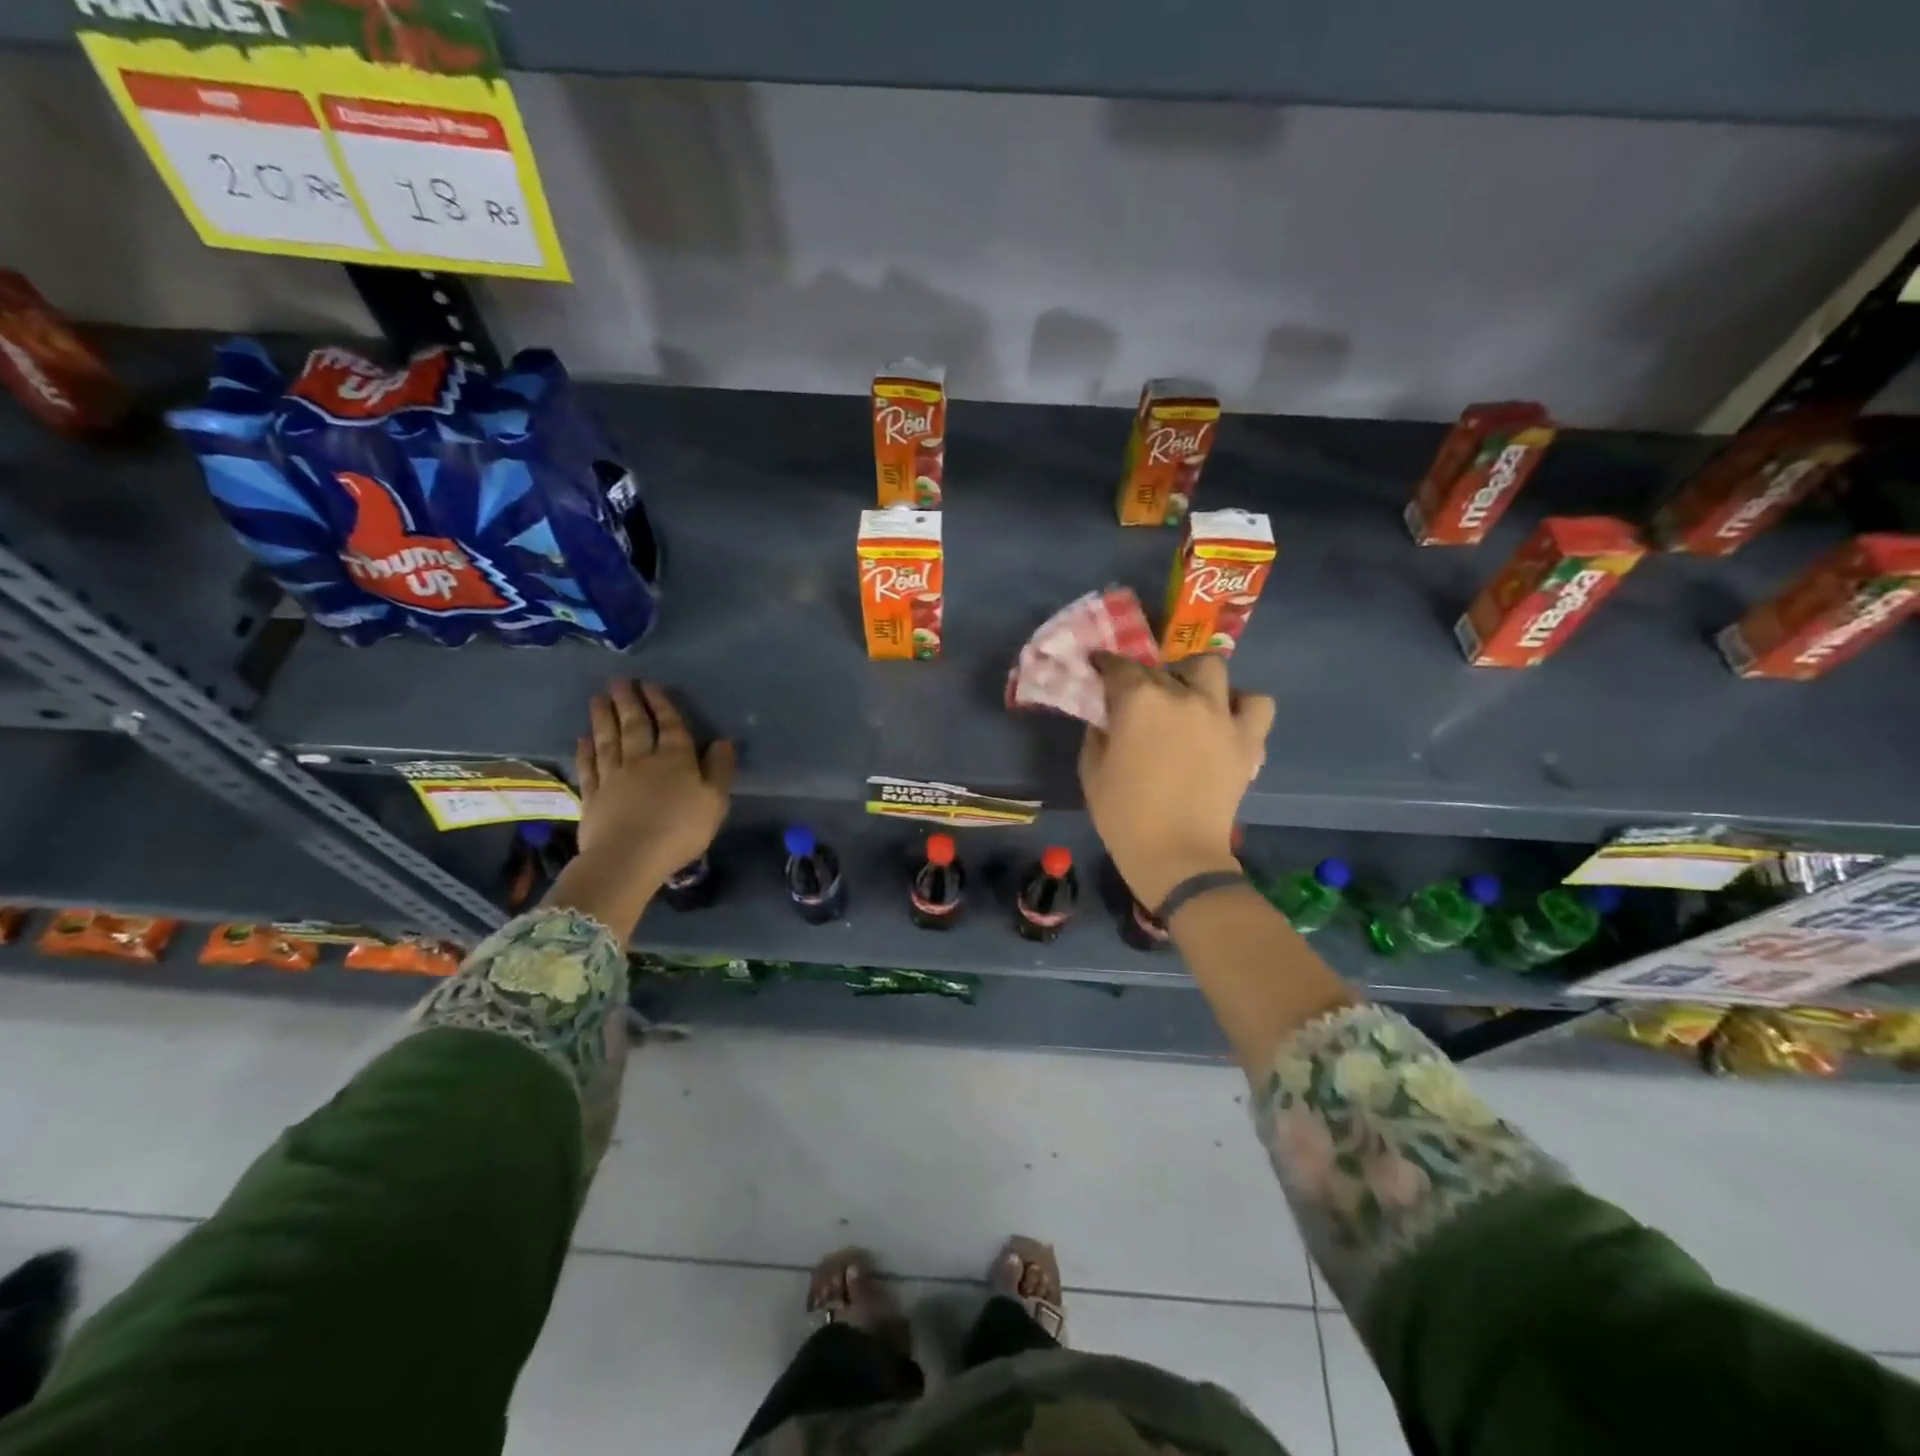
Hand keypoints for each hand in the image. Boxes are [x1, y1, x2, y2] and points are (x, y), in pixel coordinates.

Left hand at [574, 680, 734, 889]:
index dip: (660, 704)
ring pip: (608, 741)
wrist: (628, 858)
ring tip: (598, 698)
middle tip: (618, 681)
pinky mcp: (593, 797)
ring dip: (603, 718)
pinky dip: (585, 751)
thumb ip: (719, 769)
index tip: (649, 684)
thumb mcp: (715, 801)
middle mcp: (642, 760)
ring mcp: (613, 777)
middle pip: (634, 726)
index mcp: (675, 759)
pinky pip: (589, 767)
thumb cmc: (680, 830)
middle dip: (627, 702)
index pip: (669, 725)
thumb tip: (723, 741)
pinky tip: (583, 739)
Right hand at [1079, 654, 1274, 908]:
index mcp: (1139, 700)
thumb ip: (1098, 733)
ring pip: (1212, 669)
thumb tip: (1107, 717)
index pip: (1119, 666)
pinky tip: (1225, 718)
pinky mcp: (1247, 738)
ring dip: (1195, 677)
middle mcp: (1182, 695)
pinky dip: (1242, 704)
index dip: (1105, 665)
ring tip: (1186, 697)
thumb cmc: (1124, 815)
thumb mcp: (1092, 771)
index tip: (1098, 669)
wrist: (1177, 855)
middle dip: (1145, 678)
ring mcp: (1220, 714)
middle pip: (1162, 668)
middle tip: (1139, 699)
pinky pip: (1256, 704)